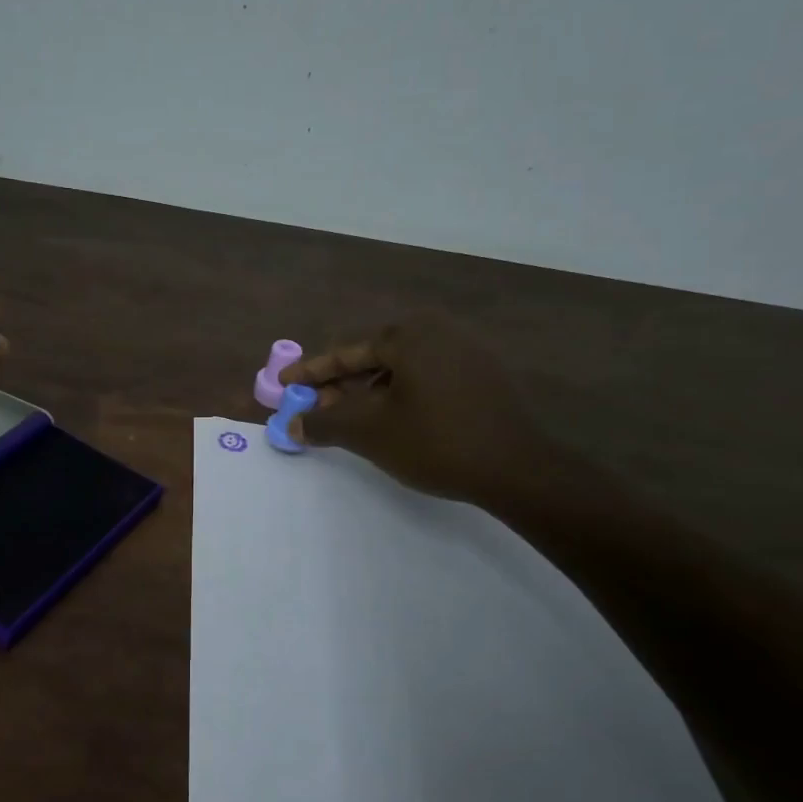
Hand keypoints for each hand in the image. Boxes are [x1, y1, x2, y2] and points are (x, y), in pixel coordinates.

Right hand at [280, 311, 574, 512]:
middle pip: (374, 357)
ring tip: (349, 420)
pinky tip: (390, 421)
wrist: (518, 469)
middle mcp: (439, 331)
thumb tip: (292, 425)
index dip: (311, 372)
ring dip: (369, 393)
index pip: (347, 352)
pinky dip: (400, 395)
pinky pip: (427, 378)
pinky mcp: (484, 375)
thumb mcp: (369, 433)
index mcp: (410, 334)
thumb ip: (325, 423)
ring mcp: (467, 351)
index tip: (284, 385)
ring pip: (401, 369)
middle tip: (314, 408)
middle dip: (340, 385)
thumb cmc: (435, 441)